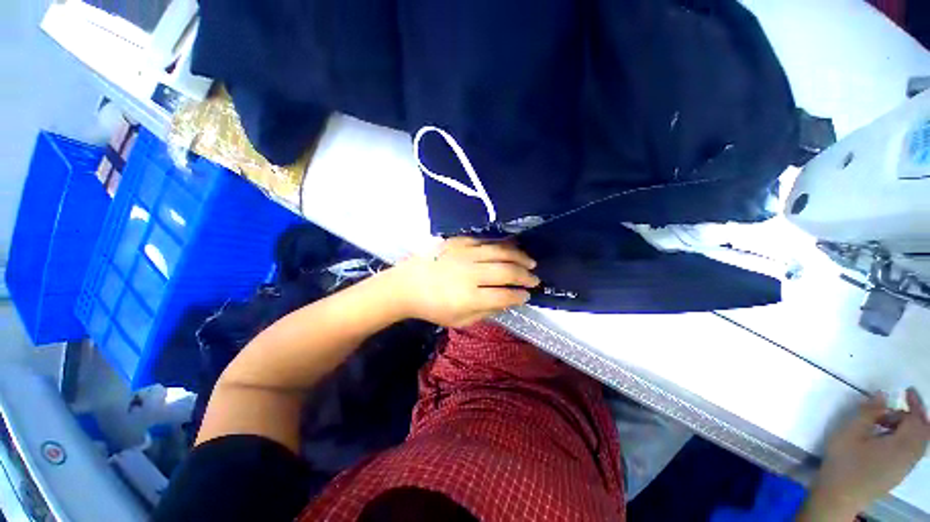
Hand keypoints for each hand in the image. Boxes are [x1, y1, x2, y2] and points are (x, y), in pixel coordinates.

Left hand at [389, 237, 539, 327]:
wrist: (407, 285)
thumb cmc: (433, 307)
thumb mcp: (460, 321)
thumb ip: (486, 311)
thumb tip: (508, 301)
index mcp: (469, 297)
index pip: (504, 295)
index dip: (519, 296)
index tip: (527, 295)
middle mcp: (470, 273)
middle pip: (506, 271)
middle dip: (525, 275)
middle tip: (535, 278)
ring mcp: (464, 254)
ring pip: (499, 252)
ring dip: (519, 257)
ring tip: (530, 262)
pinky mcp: (458, 242)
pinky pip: (485, 241)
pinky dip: (501, 245)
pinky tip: (510, 249)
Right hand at [800, 388, 929, 519]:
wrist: (839, 496)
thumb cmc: (844, 461)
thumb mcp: (850, 432)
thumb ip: (868, 413)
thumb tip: (883, 395)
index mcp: (902, 445)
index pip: (917, 420)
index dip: (915, 403)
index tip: (906, 390)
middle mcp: (910, 456)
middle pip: (923, 432)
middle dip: (914, 416)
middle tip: (897, 406)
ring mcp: (905, 468)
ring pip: (919, 443)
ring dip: (908, 428)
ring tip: (885, 423)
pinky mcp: (898, 473)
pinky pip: (912, 452)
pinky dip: (906, 440)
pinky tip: (886, 441)